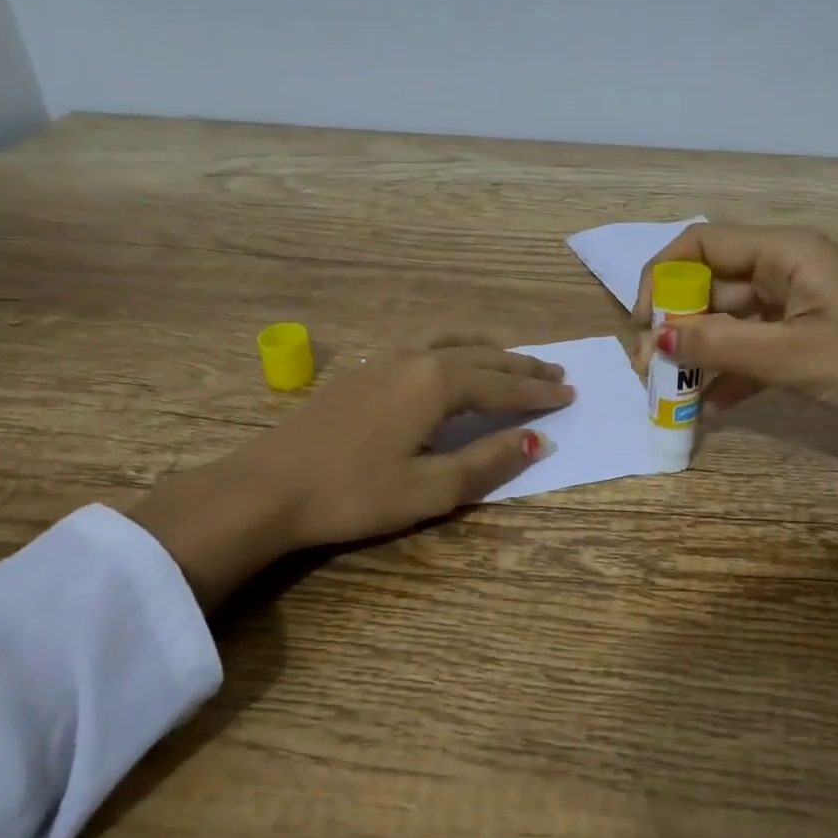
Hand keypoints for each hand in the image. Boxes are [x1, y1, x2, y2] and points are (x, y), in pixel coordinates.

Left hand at [131, 339, 572, 608]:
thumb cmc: (353, 494)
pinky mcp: (363, 371)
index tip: (571, 394)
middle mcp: (415, 359)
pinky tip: (449, 360)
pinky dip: (455, 348)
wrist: (266, 488)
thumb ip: (487, 462)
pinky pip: (425, 345)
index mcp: (436, 383)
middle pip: (482, 357)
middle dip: (521, 367)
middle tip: (557, 373)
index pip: (502, 386)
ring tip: (512, 358)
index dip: (538, 394)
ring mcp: (385, 359)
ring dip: (488, 351)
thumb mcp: (430, 490)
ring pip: (451, 343)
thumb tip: (536, 440)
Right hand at [632, 225, 837, 451]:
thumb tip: (654, 336)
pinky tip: (706, 409)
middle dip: (674, 324)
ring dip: (696, 353)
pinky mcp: (804, 341)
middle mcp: (784, 270)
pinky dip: (727, 375)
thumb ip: (719, 344)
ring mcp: (794, 308)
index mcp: (784, 252)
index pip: (700, 243)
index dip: (662, 277)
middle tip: (649, 369)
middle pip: (709, 285)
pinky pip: (751, 349)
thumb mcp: (792, 355)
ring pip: (726, 321)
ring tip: (668, 393)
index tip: (642, 323)